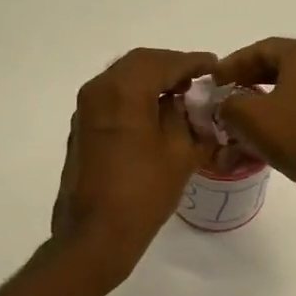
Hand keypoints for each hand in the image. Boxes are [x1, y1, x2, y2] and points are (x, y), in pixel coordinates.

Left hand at [52, 48, 216, 275]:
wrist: (95, 234)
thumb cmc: (143, 193)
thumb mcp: (179, 153)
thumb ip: (186, 119)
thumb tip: (185, 104)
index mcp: (124, 91)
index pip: (163, 62)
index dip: (192, 62)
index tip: (214, 66)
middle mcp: (99, 90)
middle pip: (139, 64)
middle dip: (171, 67)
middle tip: (198, 80)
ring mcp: (85, 110)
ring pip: (123, 79)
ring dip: (152, 81)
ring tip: (180, 96)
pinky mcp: (81, 129)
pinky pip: (112, 98)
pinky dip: (135, 97)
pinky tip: (156, 115)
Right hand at [214, 38, 295, 223]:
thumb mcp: (248, 117)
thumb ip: (228, 104)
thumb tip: (226, 106)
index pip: (262, 49)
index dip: (232, 64)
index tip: (213, 80)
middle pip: (280, 68)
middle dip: (249, 82)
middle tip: (226, 95)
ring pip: (294, 92)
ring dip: (265, 104)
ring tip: (242, 121)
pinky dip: (285, 120)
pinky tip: (266, 140)